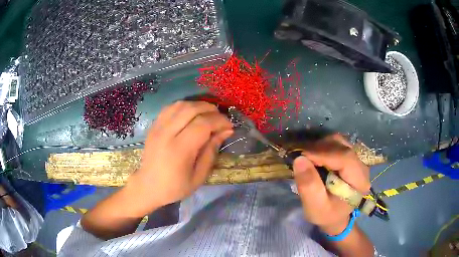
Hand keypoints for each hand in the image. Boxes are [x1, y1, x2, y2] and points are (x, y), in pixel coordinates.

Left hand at [127, 101, 232, 214]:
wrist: (148, 187)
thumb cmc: (175, 187)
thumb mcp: (199, 176)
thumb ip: (211, 151)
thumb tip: (226, 131)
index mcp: (179, 149)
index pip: (203, 124)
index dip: (220, 121)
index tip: (229, 126)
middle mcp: (167, 133)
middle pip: (192, 109)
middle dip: (211, 110)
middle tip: (220, 119)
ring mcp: (158, 127)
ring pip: (181, 104)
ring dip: (198, 105)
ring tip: (208, 115)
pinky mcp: (153, 125)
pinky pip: (170, 107)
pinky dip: (184, 106)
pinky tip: (191, 114)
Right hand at [293, 134, 369, 234]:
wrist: (335, 217)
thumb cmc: (326, 215)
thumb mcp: (315, 207)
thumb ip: (309, 186)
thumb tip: (299, 159)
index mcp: (359, 181)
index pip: (345, 158)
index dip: (323, 154)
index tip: (302, 156)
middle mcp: (362, 166)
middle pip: (342, 146)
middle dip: (320, 149)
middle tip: (302, 158)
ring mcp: (357, 160)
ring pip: (339, 141)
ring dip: (321, 146)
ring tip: (308, 158)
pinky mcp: (350, 157)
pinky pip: (337, 144)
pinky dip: (323, 147)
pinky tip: (315, 157)